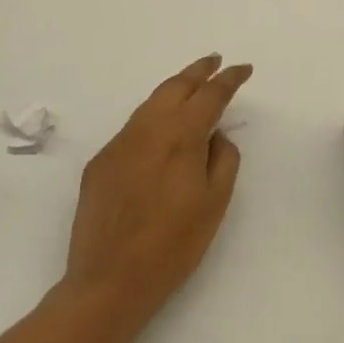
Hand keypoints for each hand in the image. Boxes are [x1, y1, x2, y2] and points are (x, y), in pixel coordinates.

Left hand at [63, 54, 251, 327]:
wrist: (108, 282)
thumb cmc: (172, 246)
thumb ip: (223, 159)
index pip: (210, 95)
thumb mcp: (214, 204)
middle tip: (216, 61)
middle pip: (176, 86)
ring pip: (151, 103)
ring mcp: (119, 143)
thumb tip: (216, 134)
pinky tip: (161, 128)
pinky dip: (153, 117)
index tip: (243, 69)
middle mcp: (147, 129)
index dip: (229, 79)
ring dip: (174, 89)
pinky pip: (133, 127)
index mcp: (180, 137)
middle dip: (198, 71)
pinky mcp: (100, 161)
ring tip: (191, 85)